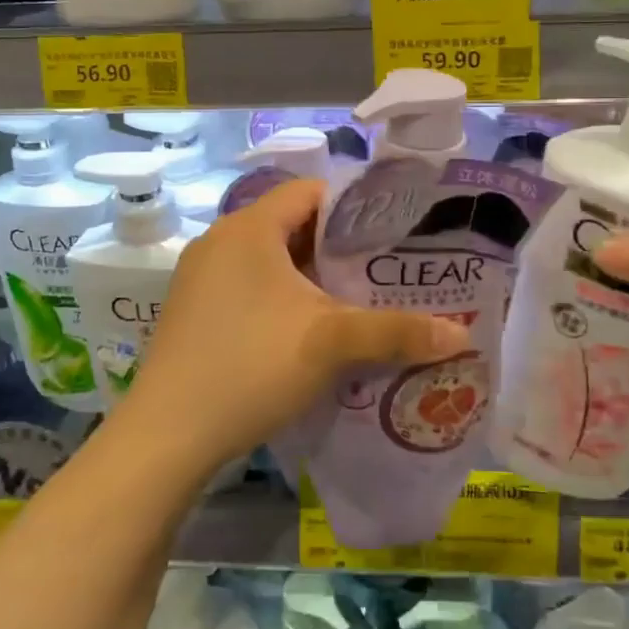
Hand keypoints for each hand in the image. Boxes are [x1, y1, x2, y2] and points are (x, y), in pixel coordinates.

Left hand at [129, 179, 468, 469]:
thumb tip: (462, 334)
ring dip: (310, 277)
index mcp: (249, 228)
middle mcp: (220, 240)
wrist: (166, 436)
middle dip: (338, 248)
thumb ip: (397, 331)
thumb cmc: (250, 366)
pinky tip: (308, 331)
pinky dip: (282, 297)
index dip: (354, 208)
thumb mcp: (331, 344)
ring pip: (270, 260)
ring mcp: (200, 276)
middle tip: (383, 271)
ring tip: (355, 300)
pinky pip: (248, 285)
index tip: (392, 234)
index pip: (310, 192)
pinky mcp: (193, 309)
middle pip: (292, 225)